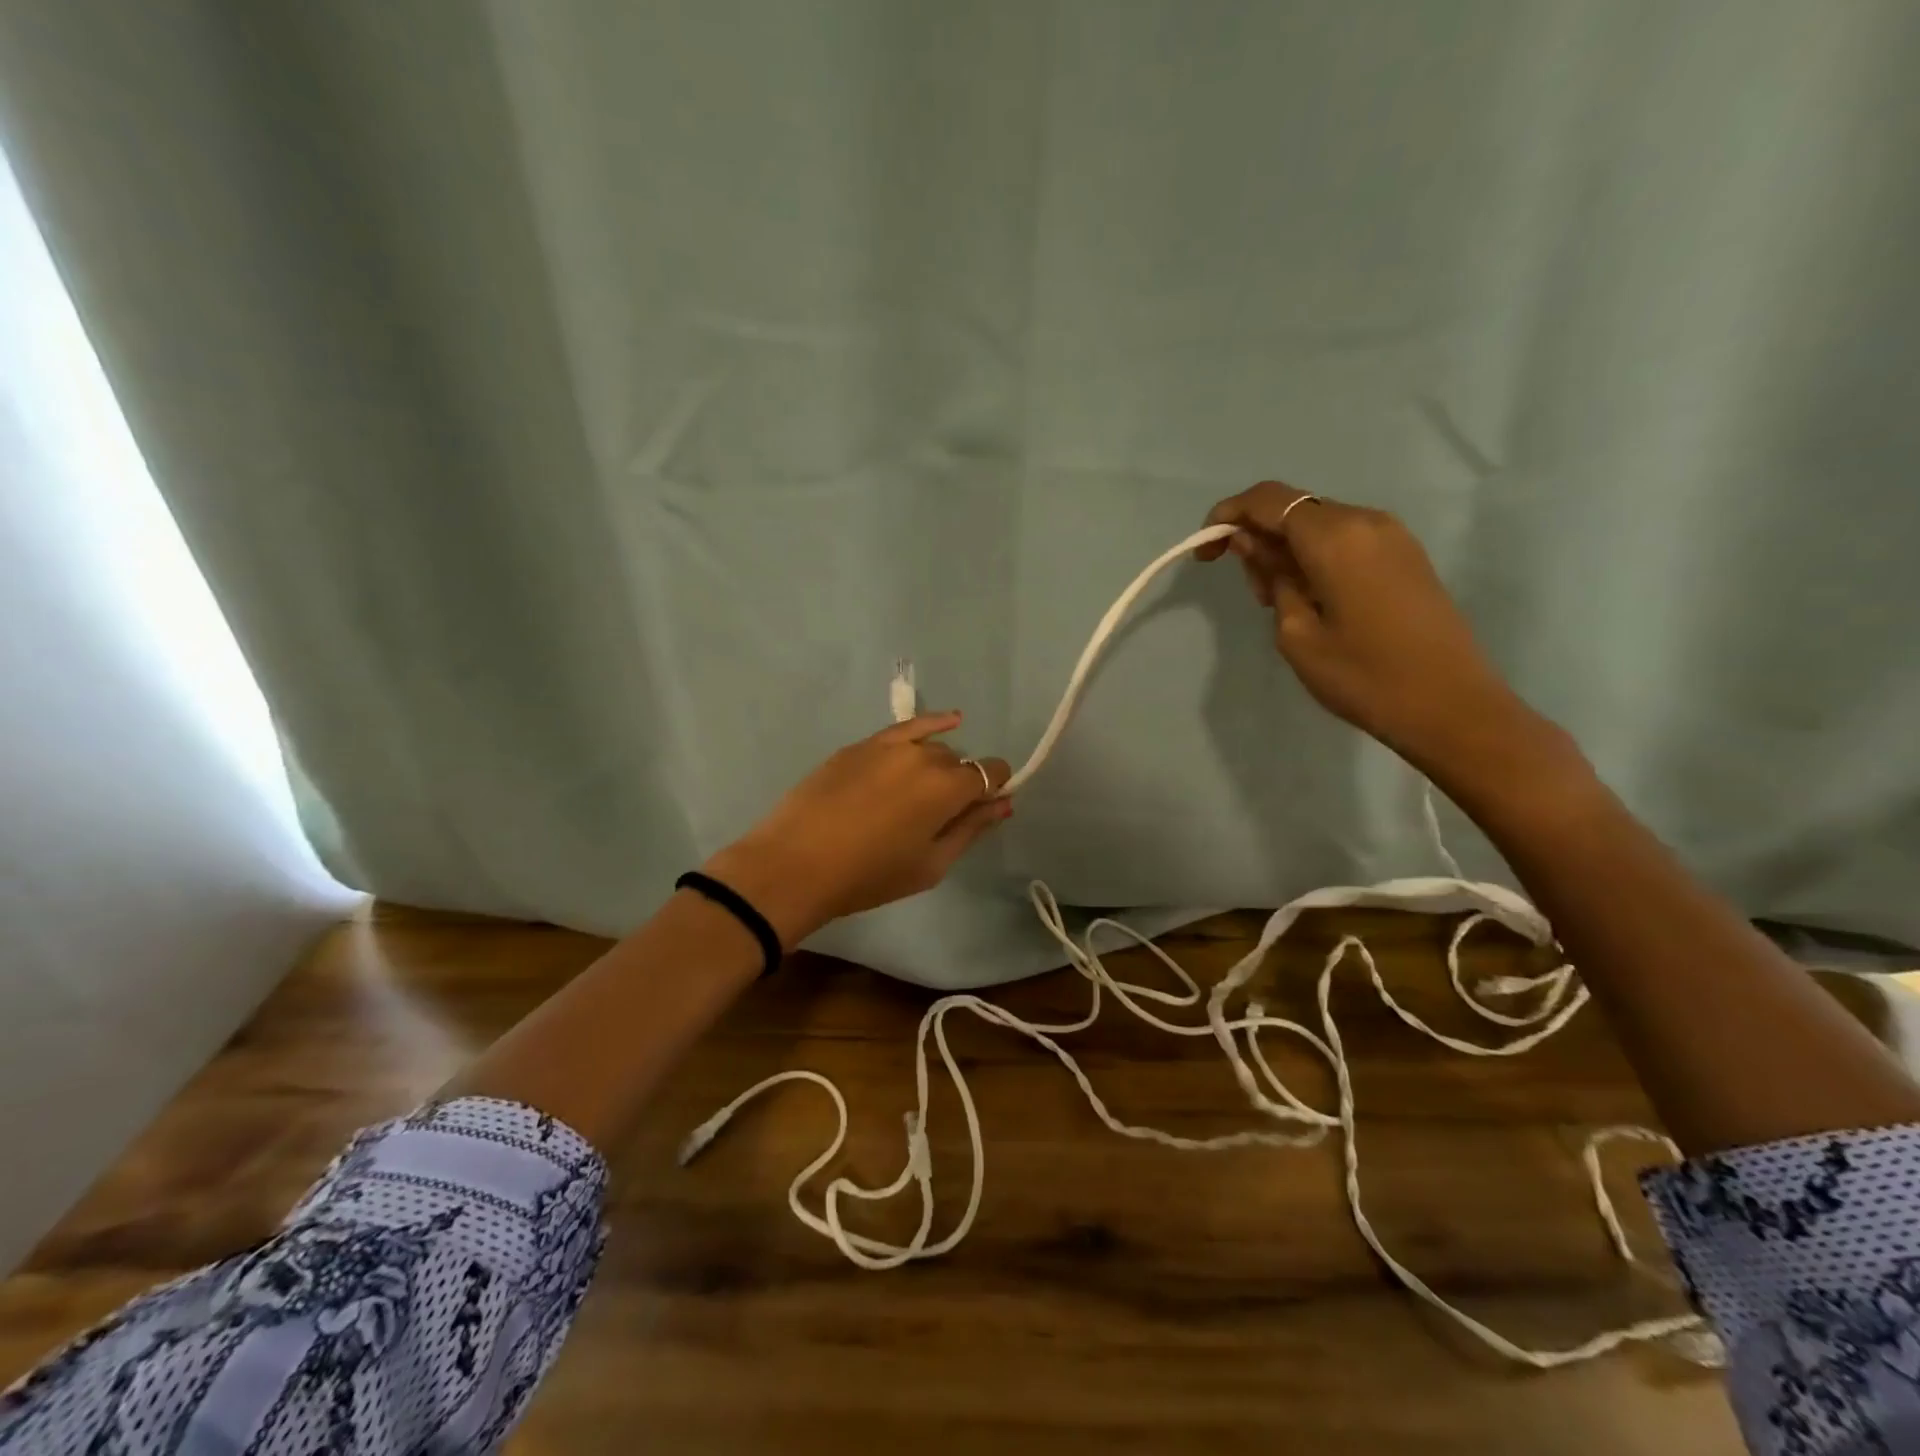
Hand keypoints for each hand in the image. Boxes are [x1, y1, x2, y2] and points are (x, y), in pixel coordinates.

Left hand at [702, 713, 1011, 946]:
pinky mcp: (861, 745)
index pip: (991, 773)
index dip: (995, 788)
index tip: (985, 808)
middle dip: (962, 783)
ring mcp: (889, 745)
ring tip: (922, 793)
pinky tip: (949, 721)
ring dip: (938, 765)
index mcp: (948, 787)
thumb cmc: (869, 875)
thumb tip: (1003, 803)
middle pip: (959, 762)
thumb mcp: (930, 864)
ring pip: (932, 747)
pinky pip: (906, 728)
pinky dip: (931, 724)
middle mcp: (925, 755)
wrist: (795, 864)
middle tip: (941, 816)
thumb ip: (971, 829)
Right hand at [1198, 481, 1541, 775]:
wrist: (1450, 706)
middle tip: (1252, 592)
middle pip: (1294, 509)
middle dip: (1258, 537)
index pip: (1268, 500)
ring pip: (1319, 524)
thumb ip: (1271, 576)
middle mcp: (1366, 520)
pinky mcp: (1406, 556)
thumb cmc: (1362, 675)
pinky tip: (1314, 599)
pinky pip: (1346, 539)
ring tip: (1281, 602)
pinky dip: (1316, 556)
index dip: (1227, 517)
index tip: (1206, 554)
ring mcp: (1392, 536)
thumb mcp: (1296, 632)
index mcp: (1335, 536)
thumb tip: (1249, 543)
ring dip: (1287, 550)